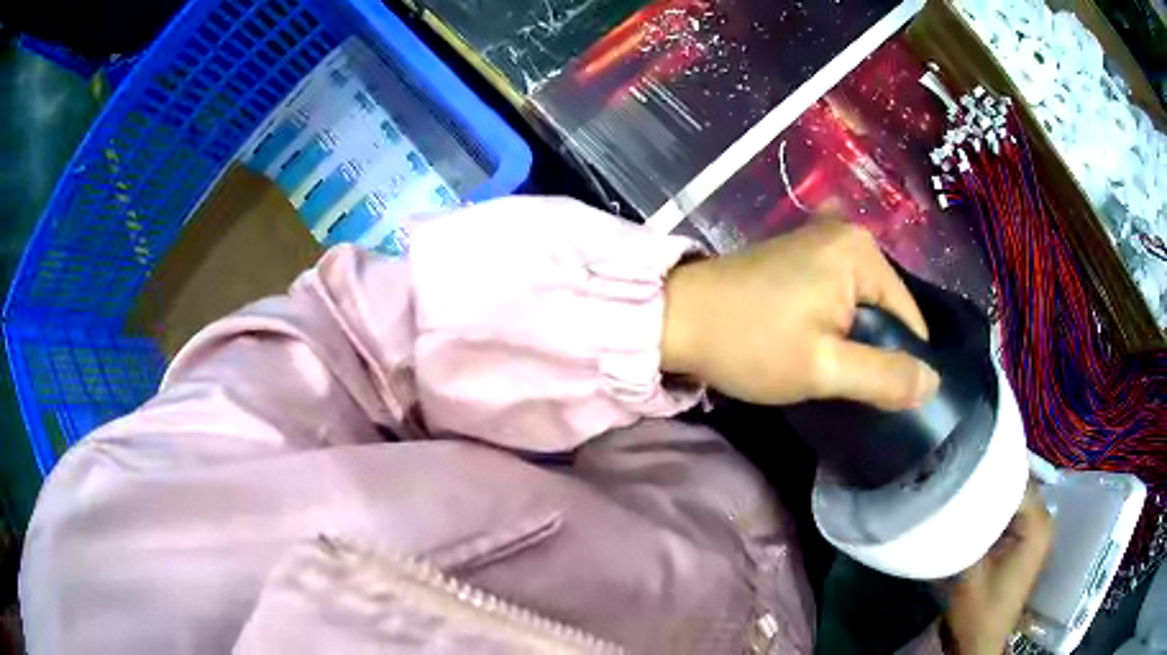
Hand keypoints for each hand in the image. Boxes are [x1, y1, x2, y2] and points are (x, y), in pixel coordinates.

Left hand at [661, 218, 939, 409]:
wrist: (676, 320)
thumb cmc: (750, 343)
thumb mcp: (824, 368)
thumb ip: (883, 377)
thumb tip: (932, 382)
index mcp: (861, 251)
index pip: (908, 316)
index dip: (901, 360)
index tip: (880, 394)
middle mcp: (845, 234)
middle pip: (885, 308)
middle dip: (874, 348)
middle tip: (848, 382)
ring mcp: (819, 241)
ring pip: (860, 304)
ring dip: (853, 338)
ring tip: (831, 368)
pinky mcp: (798, 254)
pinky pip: (838, 294)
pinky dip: (835, 322)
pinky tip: (817, 344)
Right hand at [942, 483, 1053, 654]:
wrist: (982, 642)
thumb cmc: (979, 610)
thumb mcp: (969, 571)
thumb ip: (967, 530)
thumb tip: (953, 493)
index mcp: (1037, 525)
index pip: (1019, 477)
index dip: (993, 466)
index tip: (965, 459)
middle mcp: (1044, 521)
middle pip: (1020, 484)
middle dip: (994, 477)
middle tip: (961, 470)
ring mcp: (1038, 532)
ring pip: (1017, 496)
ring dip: (995, 493)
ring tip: (966, 485)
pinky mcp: (1029, 542)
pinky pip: (1016, 511)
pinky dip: (999, 508)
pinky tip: (978, 509)